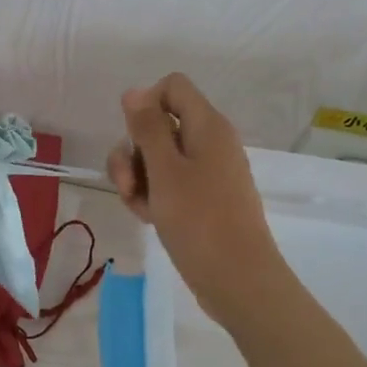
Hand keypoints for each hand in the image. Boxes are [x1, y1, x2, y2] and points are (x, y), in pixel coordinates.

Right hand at [106, 73, 279, 321]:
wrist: (237, 280)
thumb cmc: (200, 220)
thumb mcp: (164, 170)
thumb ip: (147, 127)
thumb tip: (134, 91)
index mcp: (207, 126)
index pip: (172, 87)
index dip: (146, 103)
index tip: (134, 137)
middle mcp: (208, 142)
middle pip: (158, 124)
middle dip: (133, 151)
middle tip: (128, 184)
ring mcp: (206, 172)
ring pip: (156, 157)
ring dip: (137, 177)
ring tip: (138, 207)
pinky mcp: (201, 198)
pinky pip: (167, 183)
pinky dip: (152, 195)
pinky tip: (149, 218)